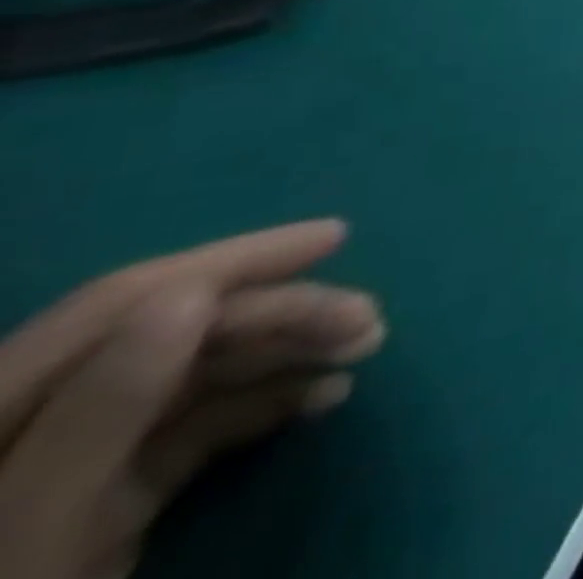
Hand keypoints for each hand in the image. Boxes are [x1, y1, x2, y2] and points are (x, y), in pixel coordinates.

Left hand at [0, 220, 383, 578]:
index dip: (236, 260)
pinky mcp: (114, 495)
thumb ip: (101, 411)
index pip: (131, 299)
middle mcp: (46, 413)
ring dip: (294, 349)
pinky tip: (328, 395)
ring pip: (206, 371)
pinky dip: (272, 401)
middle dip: (285, 315)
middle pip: (183, 332)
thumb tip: (192, 295)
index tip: (336, 238)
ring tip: (367, 344)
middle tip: (367, 319)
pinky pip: (205, 424)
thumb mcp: (39, 522)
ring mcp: (80, 457)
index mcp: (4, 399)